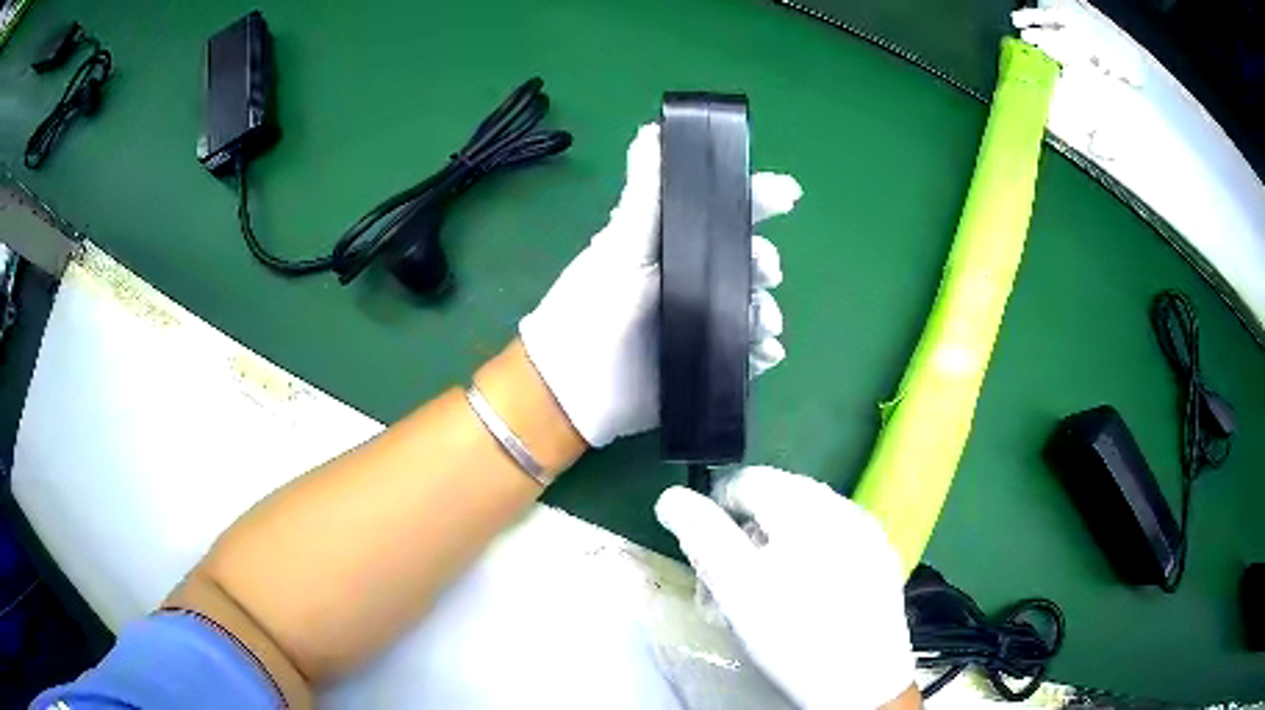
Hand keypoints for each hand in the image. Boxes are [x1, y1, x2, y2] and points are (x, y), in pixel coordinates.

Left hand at [519, 124, 801, 446]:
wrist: (571, 390)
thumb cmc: (589, 308)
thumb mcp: (618, 246)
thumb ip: (642, 194)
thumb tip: (651, 130)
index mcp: (672, 244)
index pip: (722, 211)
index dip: (756, 199)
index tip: (787, 195)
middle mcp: (690, 279)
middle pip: (746, 259)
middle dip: (763, 261)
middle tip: (765, 270)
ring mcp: (700, 323)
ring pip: (752, 307)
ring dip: (767, 310)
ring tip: (763, 323)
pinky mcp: (704, 363)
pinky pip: (747, 354)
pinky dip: (763, 352)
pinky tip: (766, 352)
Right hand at [655, 466, 914, 709]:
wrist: (863, 681)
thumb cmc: (793, 633)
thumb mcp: (736, 585)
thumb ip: (702, 534)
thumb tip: (671, 497)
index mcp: (807, 504)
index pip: (748, 481)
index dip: (715, 511)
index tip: (705, 556)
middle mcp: (842, 505)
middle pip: (777, 502)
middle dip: (744, 537)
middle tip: (727, 584)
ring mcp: (867, 533)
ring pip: (804, 525)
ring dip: (773, 551)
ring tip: (760, 596)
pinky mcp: (880, 559)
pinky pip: (832, 543)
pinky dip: (807, 559)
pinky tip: (801, 597)